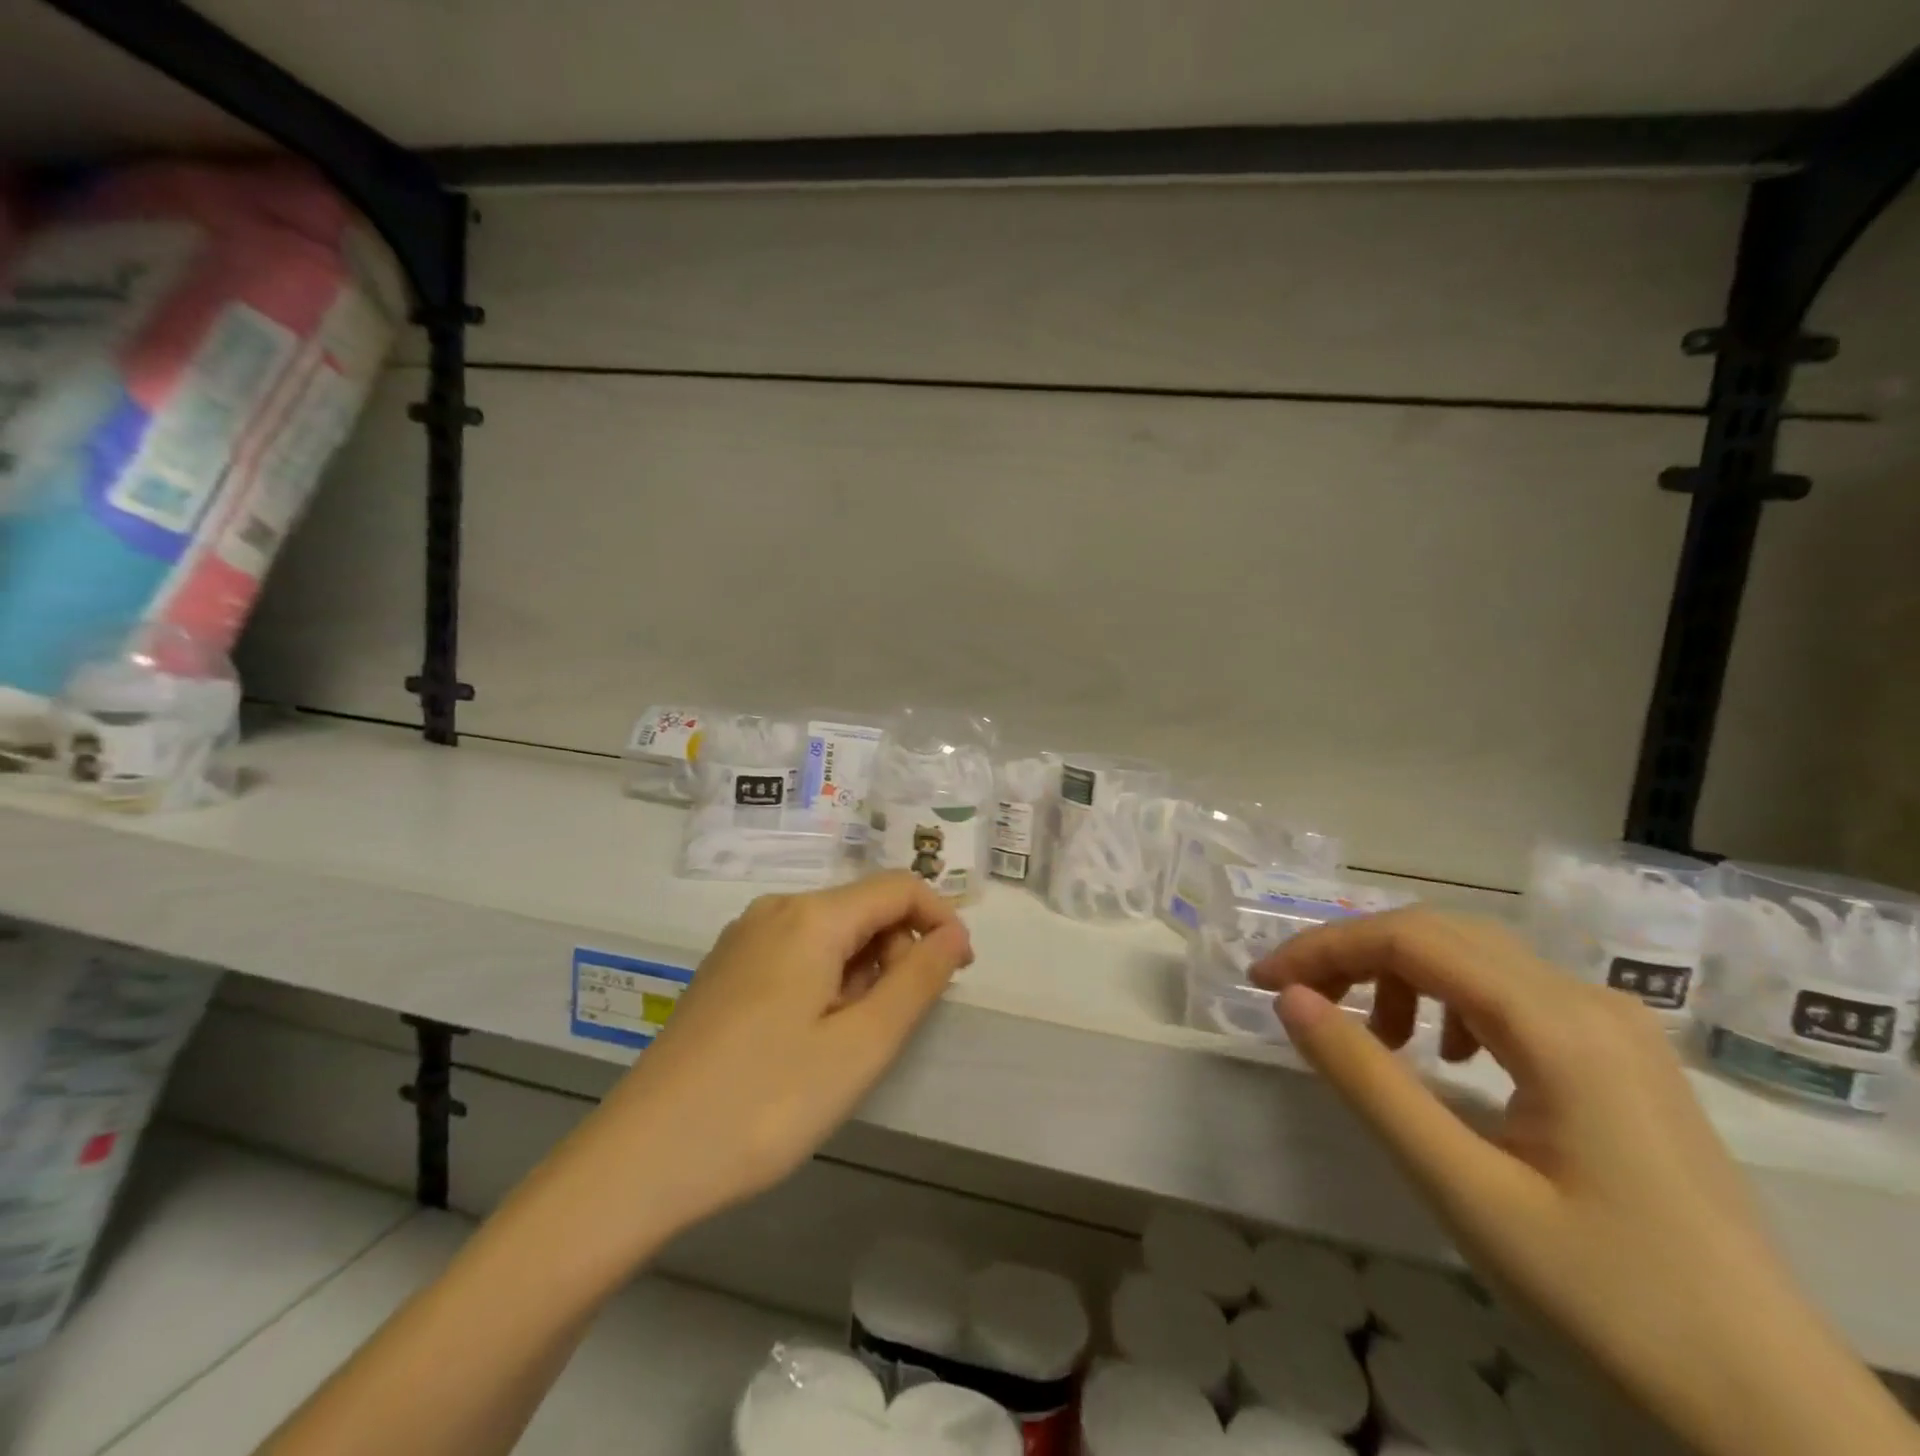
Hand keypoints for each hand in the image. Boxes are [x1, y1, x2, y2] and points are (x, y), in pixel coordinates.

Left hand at [571, 872, 973, 1243]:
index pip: (898, 887)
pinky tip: (808, 1040)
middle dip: (897, 952)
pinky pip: (796, 954)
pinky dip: (826, 982)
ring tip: (848, 1043)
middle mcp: (774, 911)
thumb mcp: (860, 1046)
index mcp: (810, 917)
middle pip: (862, 908)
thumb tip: (953, 933)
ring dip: (861, 973)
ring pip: (830, 934)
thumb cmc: (764, 1103)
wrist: (640, 1161)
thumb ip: (917, 980)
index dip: (940, 920)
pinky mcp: (725, 971)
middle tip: (894, 1026)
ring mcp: (743, 940)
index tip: (958, 974)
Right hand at [1253, 909, 1918, 1455]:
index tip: (1263, 983)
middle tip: (1298, 1000)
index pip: (1411, 939)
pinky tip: (1447, 1058)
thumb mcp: (1463, 1190)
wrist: (1775, 1411)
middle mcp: (1591, 1001)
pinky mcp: (1622, 1056)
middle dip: (1355, 954)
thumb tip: (1291, 1000)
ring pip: (1477, 957)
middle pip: (1442, 934)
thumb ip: (1368, 1082)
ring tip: (1373, 1040)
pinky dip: (1450, 1001)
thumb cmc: (1609, 1299)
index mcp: (1560, 1026)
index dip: (1324, 947)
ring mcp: (1616, 1026)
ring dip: (1402, 976)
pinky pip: (1512, 992)